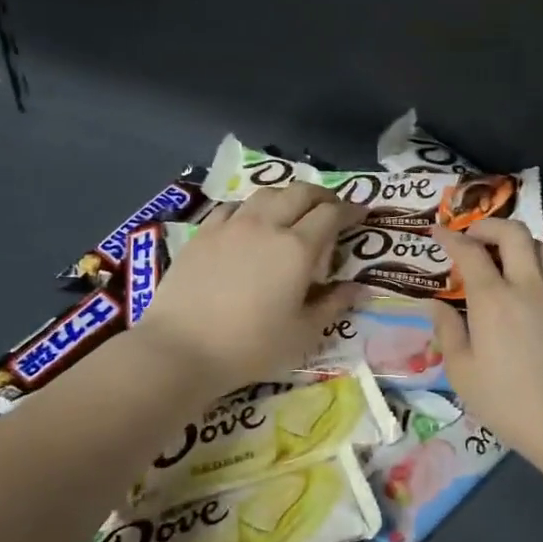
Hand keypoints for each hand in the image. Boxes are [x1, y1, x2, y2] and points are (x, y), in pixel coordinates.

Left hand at [139, 182, 362, 396]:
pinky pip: (233, 208)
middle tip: (331, 208)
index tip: (361, 214)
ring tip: (292, 210)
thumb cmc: (251, 347)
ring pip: (265, 194)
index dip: (350, 210)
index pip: (331, 215)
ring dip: (287, 196)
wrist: (182, 348)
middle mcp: (266, 226)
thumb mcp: (303, 333)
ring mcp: (230, 226)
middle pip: (299, 193)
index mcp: (297, 249)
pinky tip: (249, 223)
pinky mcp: (202, 234)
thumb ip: (333, 305)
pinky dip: (251, 208)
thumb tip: (360, 288)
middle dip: (322, 196)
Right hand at [430, 219, 542, 470]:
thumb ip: (447, 331)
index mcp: (493, 299)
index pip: (470, 252)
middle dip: (488, 226)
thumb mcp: (461, 371)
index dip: (450, 238)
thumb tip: (434, 305)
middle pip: (513, 233)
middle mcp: (527, 286)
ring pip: (541, 246)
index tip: (436, 232)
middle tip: (471, 237)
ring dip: (518, 242)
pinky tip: (533, 277)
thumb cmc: (505, 401)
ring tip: (501, 256)